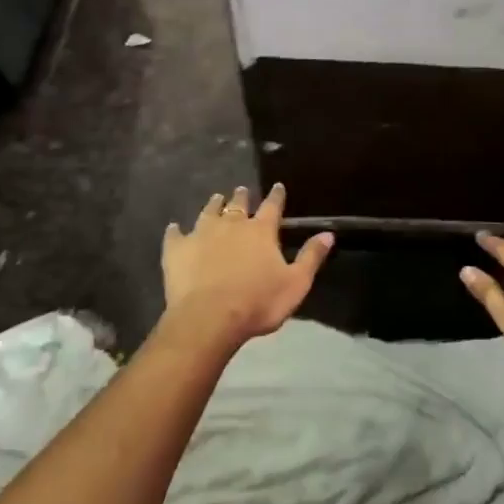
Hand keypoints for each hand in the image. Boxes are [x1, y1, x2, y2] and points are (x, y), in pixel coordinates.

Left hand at [160, 184, 333, 346]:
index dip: (276, 196)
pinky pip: (176, 234)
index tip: (278, 186)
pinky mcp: (177, 249)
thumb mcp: (296, 283)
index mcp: (261, 231)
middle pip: (238, 205)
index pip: (272, 206)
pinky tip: (175, 228)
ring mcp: (201, 234)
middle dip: (242, 197)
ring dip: (214, 204)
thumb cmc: (257, 303)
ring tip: (217, 198)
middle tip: (242, 190)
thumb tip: (328, 233)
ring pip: (209, 212)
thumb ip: (311, 257)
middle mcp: (232, 224)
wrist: (209, 318)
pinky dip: (176, 230)